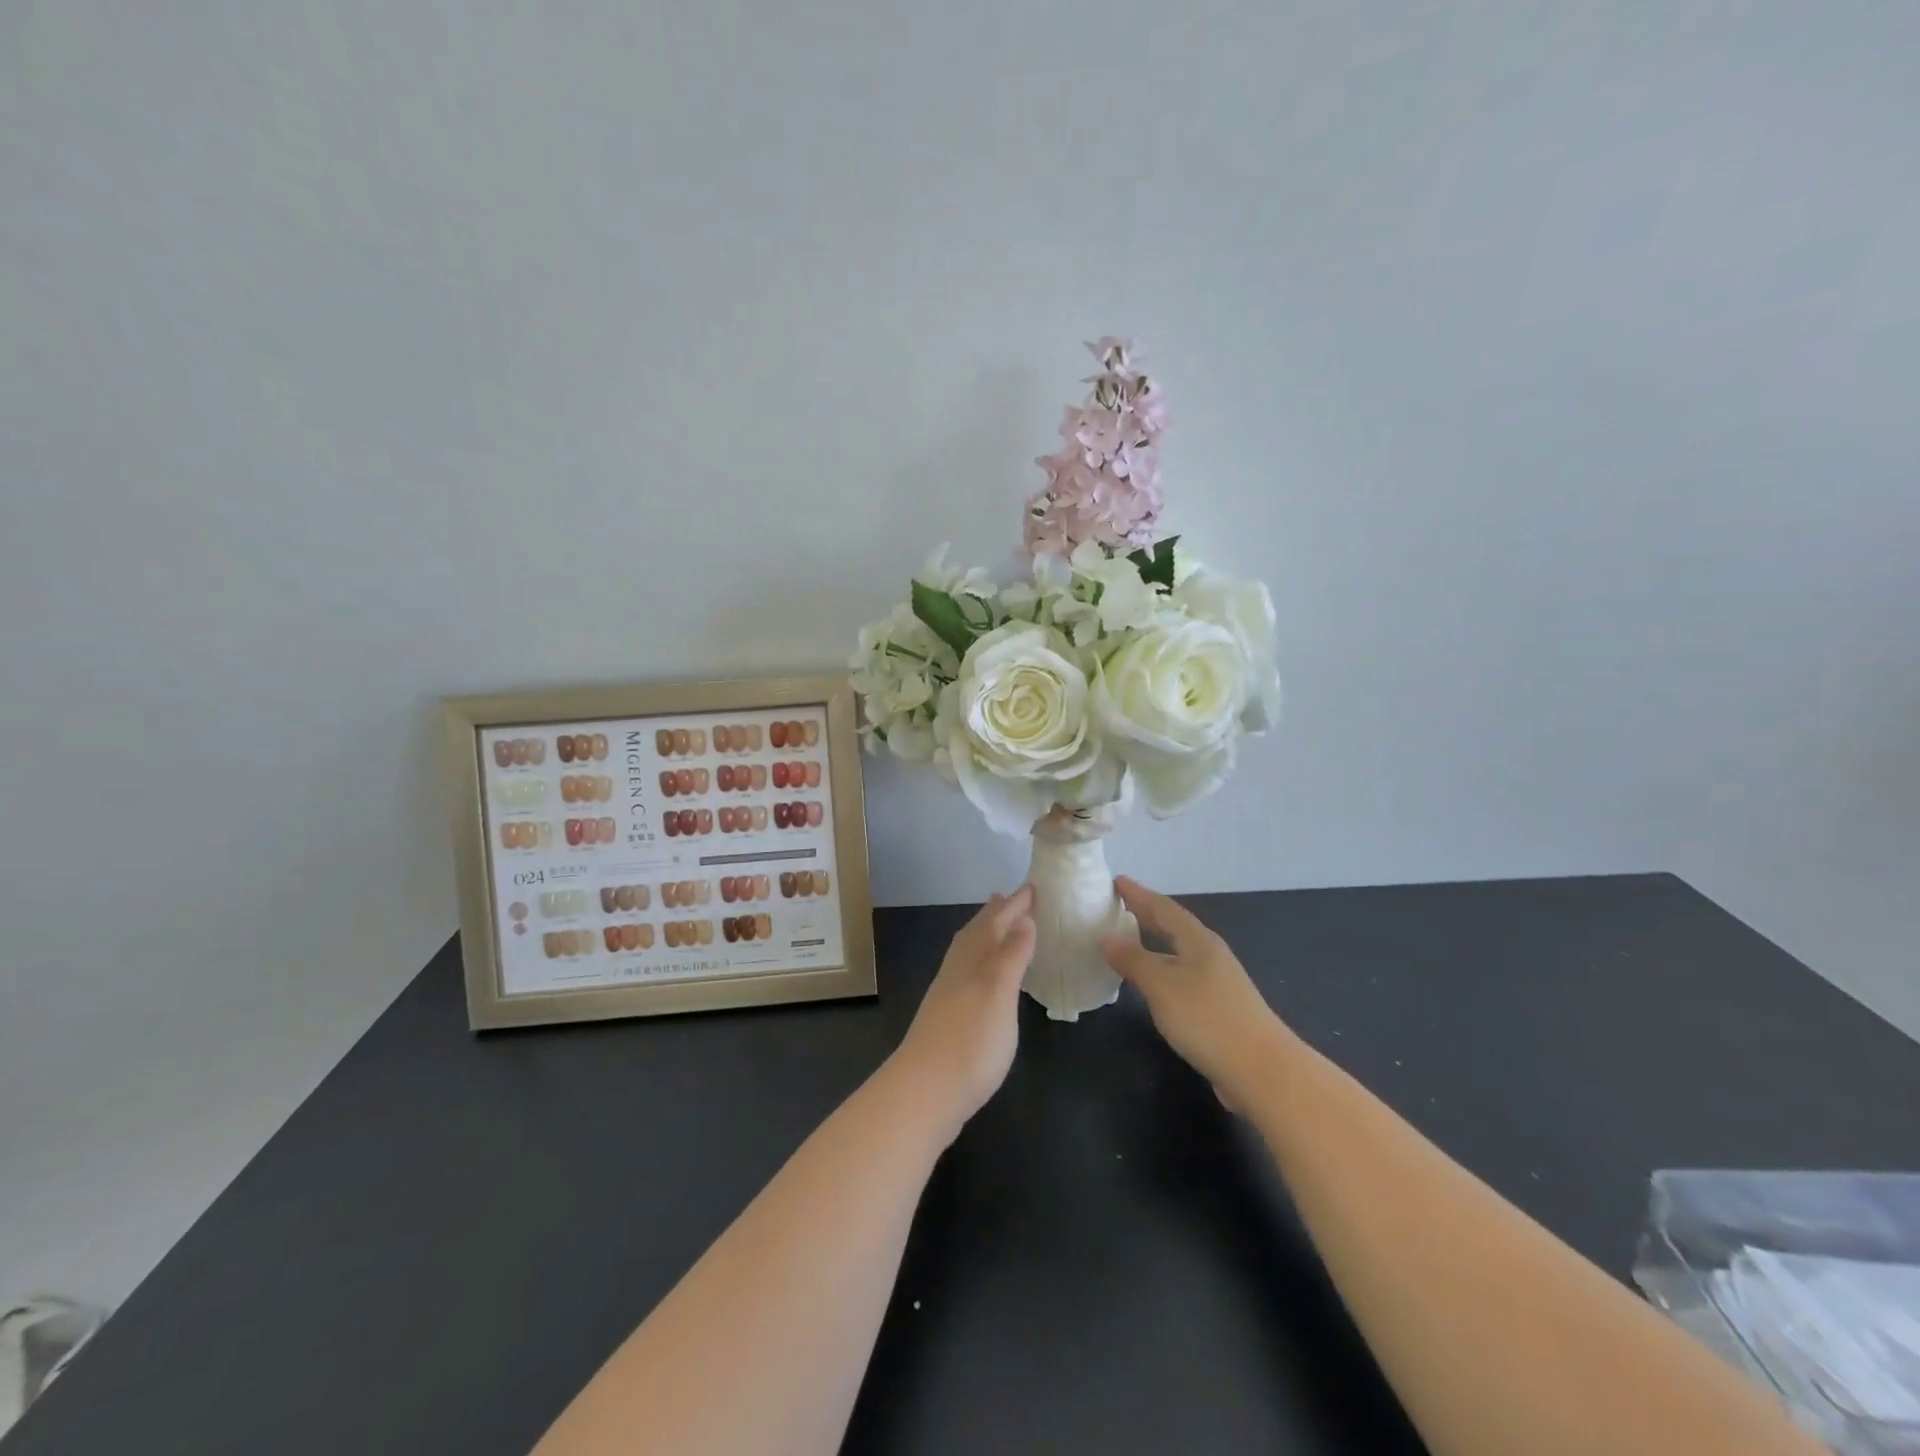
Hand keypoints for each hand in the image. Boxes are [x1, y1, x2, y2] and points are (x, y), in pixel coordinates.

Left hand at [891, 886, 1036, 1139]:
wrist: (924, 1093)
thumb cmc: (970, 1041)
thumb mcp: (998, 993)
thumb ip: (1011, 956)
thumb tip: (1023, 919)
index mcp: (973, 960)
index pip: (996, 922)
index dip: (1015, 905)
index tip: (1033, 886)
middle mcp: (958, 971)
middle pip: (977, 934)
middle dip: (996, 915)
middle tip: (1010, 898)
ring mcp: (949, 996)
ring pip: (969, 953)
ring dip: (985, 937)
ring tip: (998, 929)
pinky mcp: (948, 1020)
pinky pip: (968, 975)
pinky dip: (981, 965)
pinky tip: (984, 981)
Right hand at [1102, 877, 1291, 1110]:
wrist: (1263, 1072)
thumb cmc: (1208, 1019)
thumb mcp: (1162, 986)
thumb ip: (1133, 960)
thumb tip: (1107, 938)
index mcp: (1199, 941)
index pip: (1164, 908)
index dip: (1139, 894)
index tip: (1116, 881)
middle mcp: (1211, 956)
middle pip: (1174, 927)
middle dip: (1147, 915)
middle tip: (1119, 906)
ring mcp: (1219, 983)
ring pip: (1179, 954)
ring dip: (1154, 945)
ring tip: (1128, 943)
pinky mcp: (1220, 1010)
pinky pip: (1183, 977)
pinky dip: (1162, 971)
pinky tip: (1152, 986)